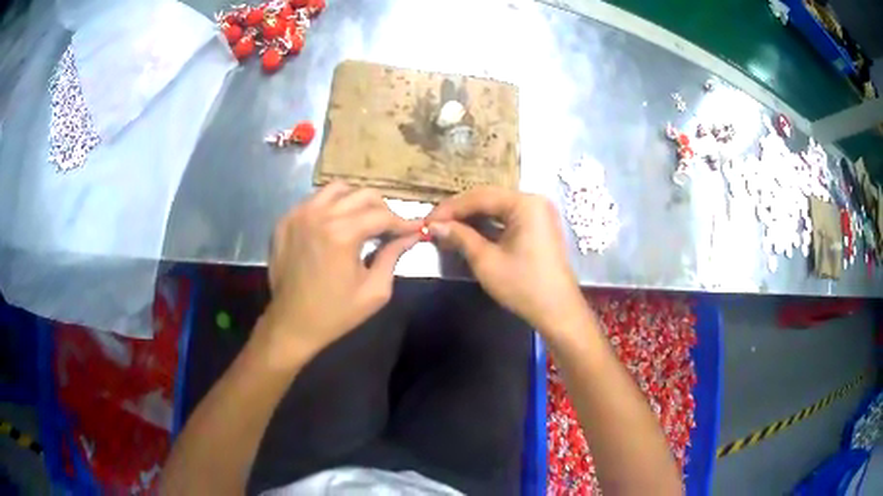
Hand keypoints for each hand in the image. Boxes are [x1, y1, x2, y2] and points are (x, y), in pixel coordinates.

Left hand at [258, 183, 419, 367]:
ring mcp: (298, 215)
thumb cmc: (335, 313)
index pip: (382, 215)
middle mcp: (319, 215)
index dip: (403, 222)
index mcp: (342, 234)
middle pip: (362, 194)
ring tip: (361, 221)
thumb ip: (393, 256)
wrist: (291, 324)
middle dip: (382, 209)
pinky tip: (334, 226)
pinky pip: (314, 200)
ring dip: (355, 201)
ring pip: (337, 189)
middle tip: (389, 229)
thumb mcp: (374, 290)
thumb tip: (411, 235)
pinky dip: (330, 206)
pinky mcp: (285, 220)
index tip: (416, 228)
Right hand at [426, 187, 584, 333]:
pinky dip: (487, 225)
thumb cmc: (523, 286)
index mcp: (525, 203)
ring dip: (471, 218)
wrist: (557, 311)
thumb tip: (434, 225)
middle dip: (460, 212)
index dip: (450, 208)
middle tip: (434, 225)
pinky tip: (468, 233)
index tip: (427, 220)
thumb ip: (460, 237)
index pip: (479, 197)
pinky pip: (507, 218)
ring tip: (446, 229)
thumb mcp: (486, 261)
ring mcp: (538, 213)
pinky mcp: (538, 226)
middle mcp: (534, 201)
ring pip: (497, 208)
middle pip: (489, 199)